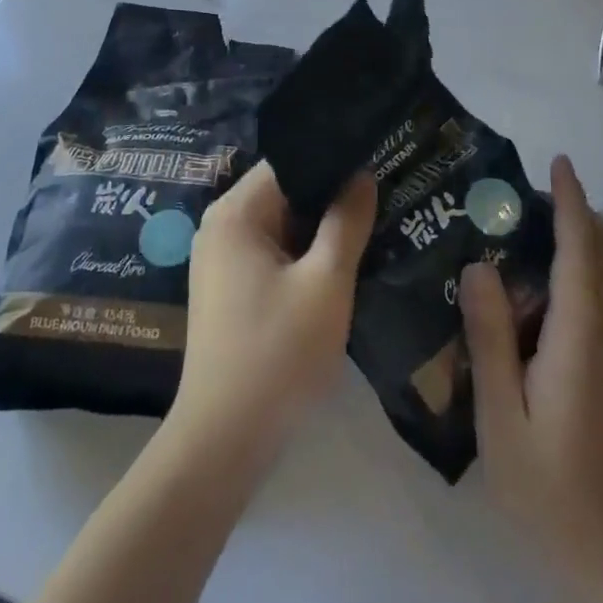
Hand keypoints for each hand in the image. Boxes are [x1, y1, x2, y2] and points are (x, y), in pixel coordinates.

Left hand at [170, 162, 374, 466]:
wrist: (225, 442)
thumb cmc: (278, 354)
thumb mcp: (326, 283)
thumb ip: (346, 222)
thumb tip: (361, 174)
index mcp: (235, 212)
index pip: (289, 162)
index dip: (333, 160)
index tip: (375, 162)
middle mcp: (221, 225)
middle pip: (284, 192)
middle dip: (330, 196)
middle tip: (382, 195)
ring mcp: (221, 259)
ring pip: (281, 225)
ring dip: (319, 229)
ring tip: (371, 224)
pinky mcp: (228, 289)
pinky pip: (271, 253)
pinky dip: (303, 255)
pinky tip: (340, 263)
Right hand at [462, 155, 602, 572]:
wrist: (600, 546)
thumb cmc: (541, 480)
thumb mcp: (499, 412)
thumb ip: (490, 336)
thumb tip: (479, 264)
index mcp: (580, 338)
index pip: (581, 253)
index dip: (571, 204)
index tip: (558, 163)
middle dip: (583, 212)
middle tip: (537, 192)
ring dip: (602, 236)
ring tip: (560, 222)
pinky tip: (587, 273)